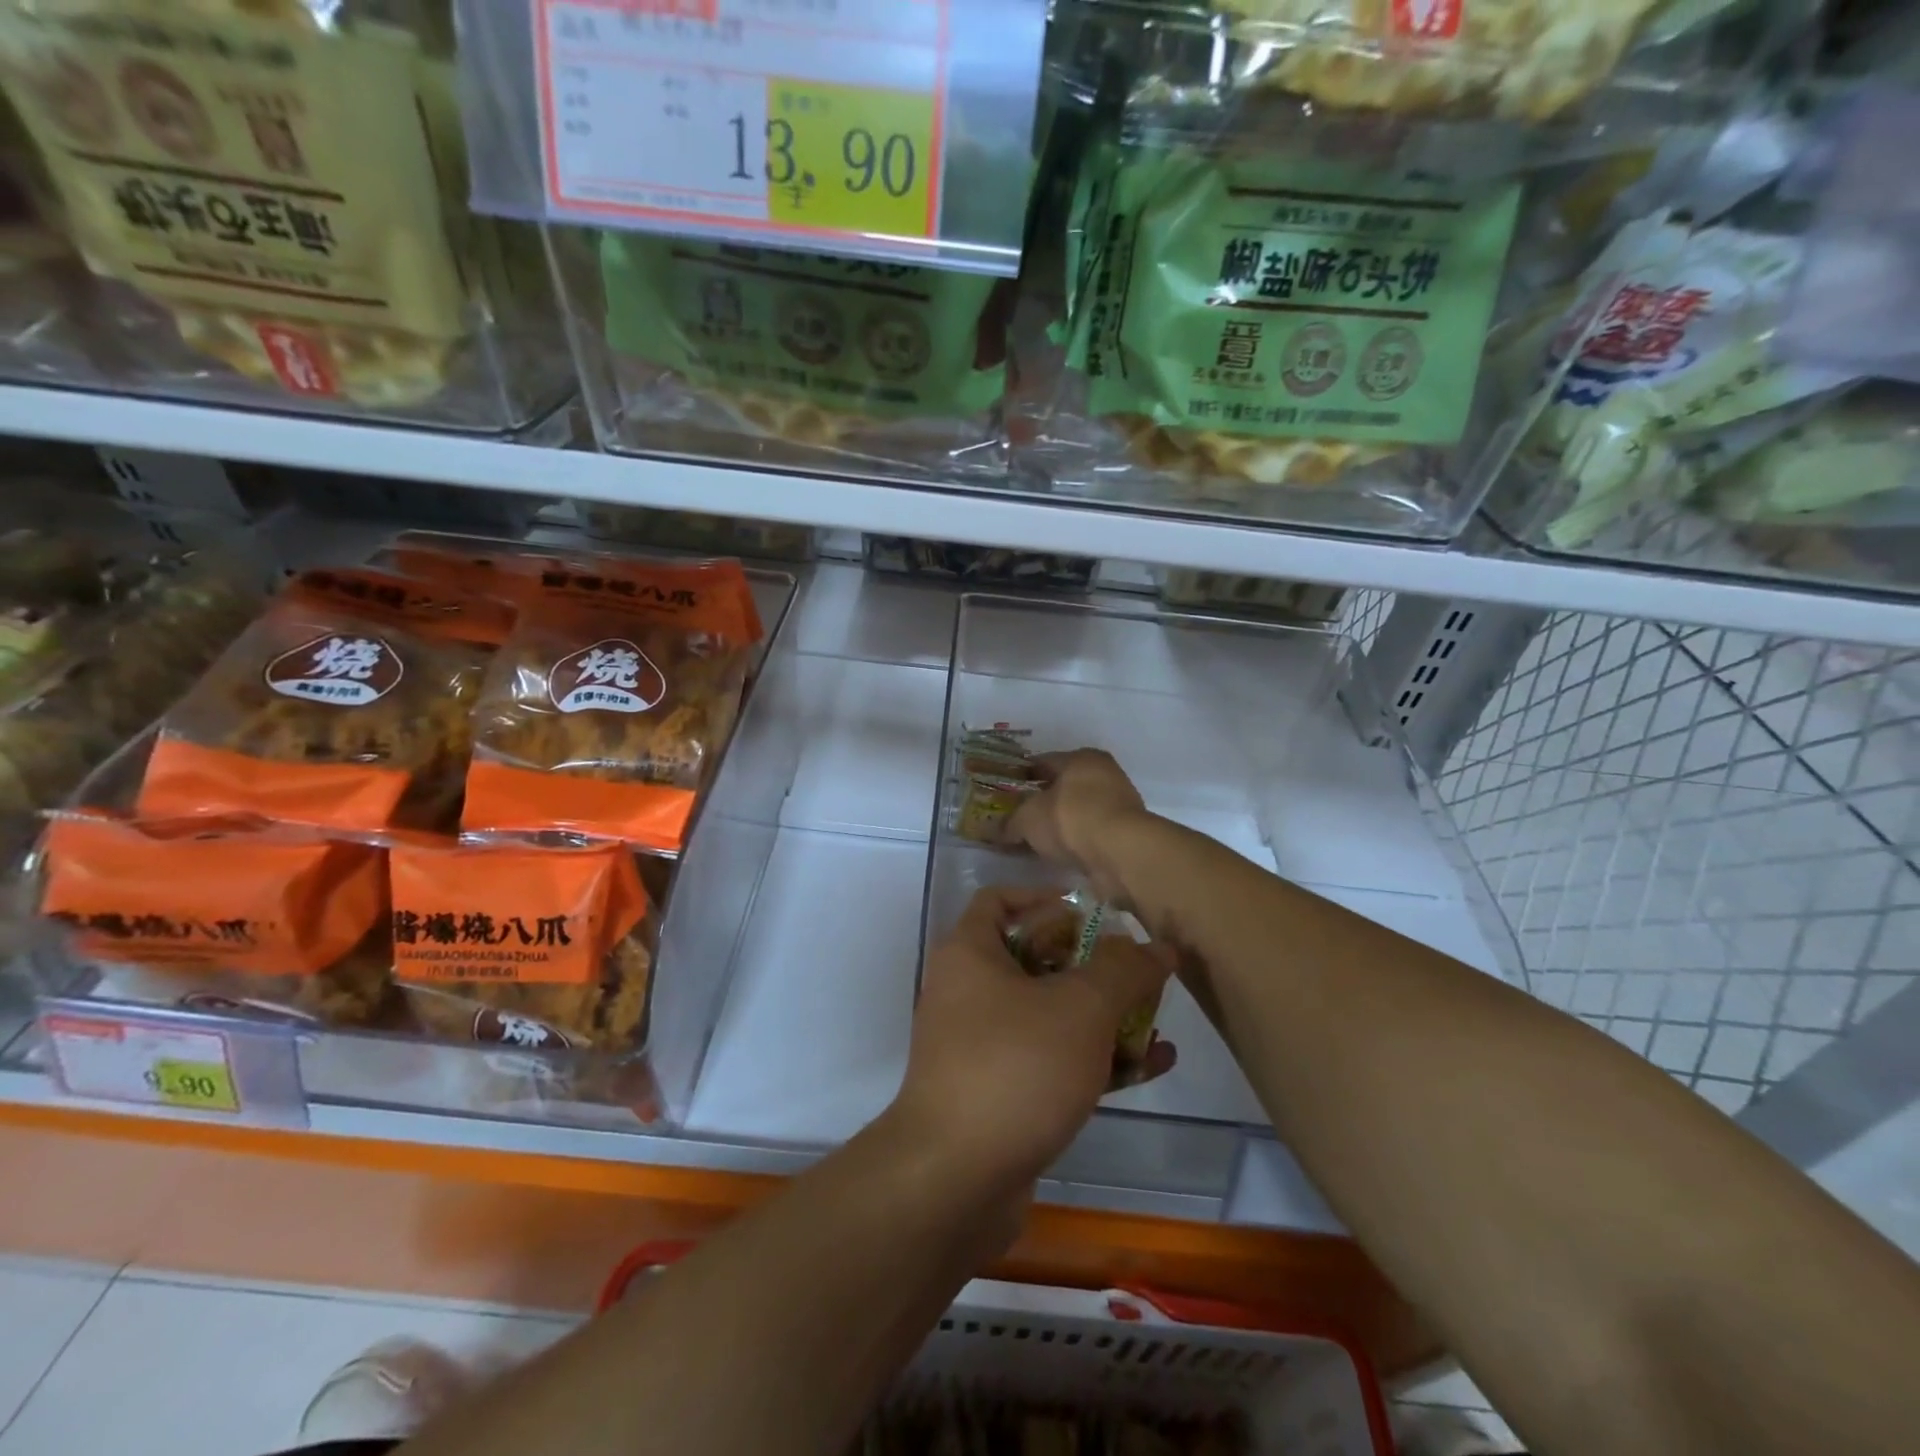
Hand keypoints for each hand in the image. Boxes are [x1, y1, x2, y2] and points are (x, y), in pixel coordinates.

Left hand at [891, 886, 1175, 1194]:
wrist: (955, 1179)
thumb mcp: (1080, 1008)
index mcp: (970, 954)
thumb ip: (1123, 970)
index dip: (1045, 898)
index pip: (999, 901)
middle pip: (1034, 958)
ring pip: (1048, 1014)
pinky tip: (1150, 1067)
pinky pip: (1051, 1060)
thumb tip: (1156, 946)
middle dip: (1091, 964)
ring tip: (1157, 1020)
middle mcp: (968, 992)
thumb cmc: (1015, 1067)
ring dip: (1102, 1016)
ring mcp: (981, 1045)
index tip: (1094, 913)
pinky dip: (1093, 1058)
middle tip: (1138, 970)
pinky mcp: (999, 1092)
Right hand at [1007, 750, 1150, 903]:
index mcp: (1081, 758)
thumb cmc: (1071, 819)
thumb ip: (1010, 823)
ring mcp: (1120, 803)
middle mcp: (1104, 773)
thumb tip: (996, 830)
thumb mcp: (1028, 819)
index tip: (1005, 792)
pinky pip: (1092, 833)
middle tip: (1019, 818)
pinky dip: (1077, 841)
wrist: (1122, 853)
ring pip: (1080, 810)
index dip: (1021, 776)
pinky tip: (1061, 854)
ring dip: (1062, 824)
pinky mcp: (1127, 832)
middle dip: (1042, 801)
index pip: (1043, 762)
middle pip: (1064, 786)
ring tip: (1038, 841)